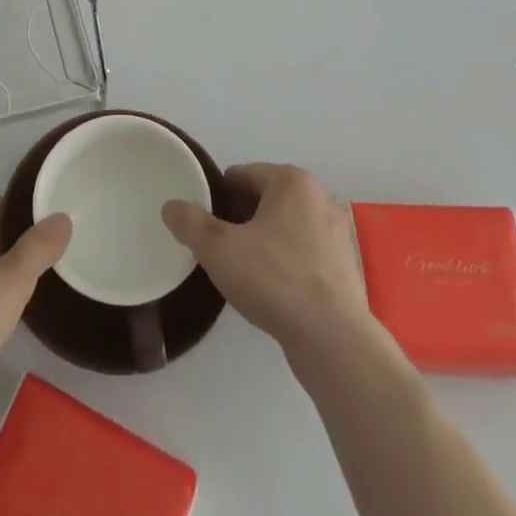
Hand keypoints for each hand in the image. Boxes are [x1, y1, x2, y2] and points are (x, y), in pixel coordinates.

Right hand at [162, 163, 369, 357]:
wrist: (333, 340)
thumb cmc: (274, 279)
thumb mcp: (219, 249)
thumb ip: (191, 223)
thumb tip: (171, 207)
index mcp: (292, 181)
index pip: (242, 175)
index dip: (217, 195)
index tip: (202, 221)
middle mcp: (319, 198)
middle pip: (265, 199)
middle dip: (240, 218)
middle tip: (217, 246)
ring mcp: (337, 235)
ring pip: (286, 228)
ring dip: (263, 241)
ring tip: (241, 270)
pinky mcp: (345, 269)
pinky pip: (304, 254)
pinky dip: (285, 263)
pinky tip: (270, 290)